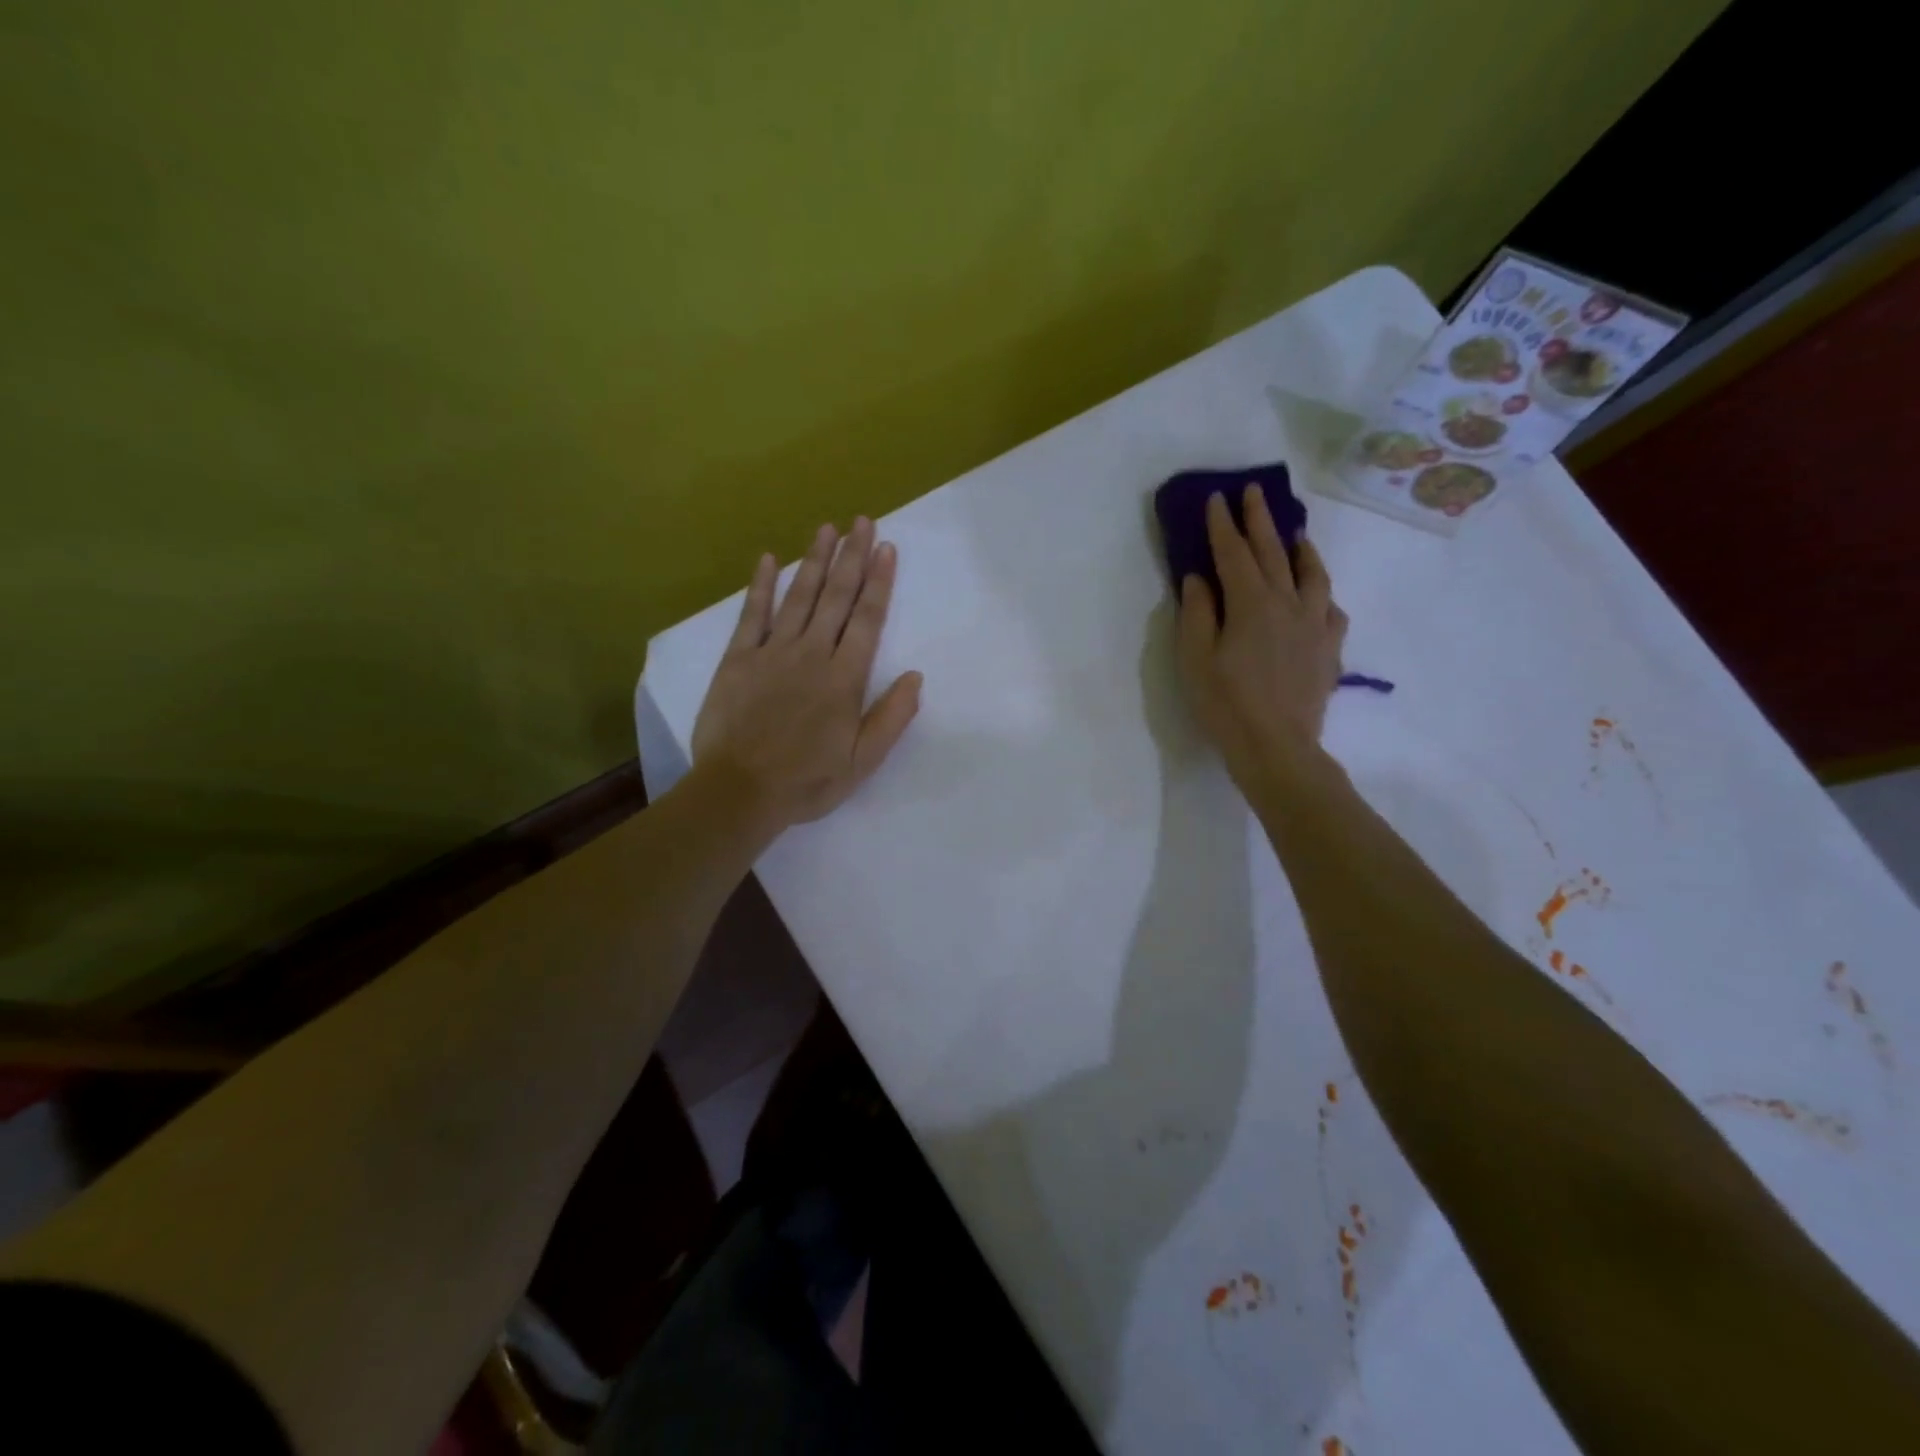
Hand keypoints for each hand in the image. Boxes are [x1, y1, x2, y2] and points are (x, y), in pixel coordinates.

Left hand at [692, 518, 923, 833]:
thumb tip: (916, 677)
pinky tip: (768, 559)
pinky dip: (760, 586)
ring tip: (827, 528)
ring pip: (799, 597)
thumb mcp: (862, 761)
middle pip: (836, 598)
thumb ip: (892, 717)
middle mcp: (812, 654)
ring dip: (814, 561)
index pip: (867, 620)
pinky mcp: (738, 660)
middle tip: (862, 521)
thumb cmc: (807, 781)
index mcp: (844, 679)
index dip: (878, 582)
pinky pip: (752, 615)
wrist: (739, 791)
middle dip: (852, 557)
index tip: (886, 548)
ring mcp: (772, 653)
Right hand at [1176, 487, 1346, 789]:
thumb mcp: (1195, 660)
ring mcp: (1314, 624)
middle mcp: (1287, 603)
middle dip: (1260, 519)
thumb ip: (1196, 614)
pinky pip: (1331, 608)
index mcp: (1250, 604)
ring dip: (1300, 548)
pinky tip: (1317, 594)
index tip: (1217, 497)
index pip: (1234, 553)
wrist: (1277, 747)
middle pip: (1273, 552)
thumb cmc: (1225, 704)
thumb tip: (1198, 578)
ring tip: (1294, 532)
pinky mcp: (1329, 648)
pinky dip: (1321, 592)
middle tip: (1254, 491)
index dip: (1223, 524)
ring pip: (1312, 573)